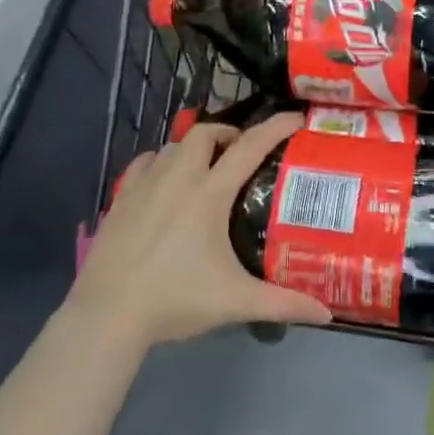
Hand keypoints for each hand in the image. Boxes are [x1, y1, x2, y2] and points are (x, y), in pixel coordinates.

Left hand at [70, 113, 331, 350]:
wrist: (106, 316)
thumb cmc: (174, 300)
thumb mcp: (234, 301)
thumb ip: (283, 303)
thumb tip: (327, 313)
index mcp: (209, 194)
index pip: (250, 146)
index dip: (276, 127)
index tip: (297, 119)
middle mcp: (177, 178)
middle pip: (206, 133)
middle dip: (229, 134)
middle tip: (243, 153)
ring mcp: (144, 185)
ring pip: (173, 146)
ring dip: (195, 149)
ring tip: (207, 169)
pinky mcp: (120, 199)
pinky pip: (144, 163)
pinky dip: (161, 162)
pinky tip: (164, 181)